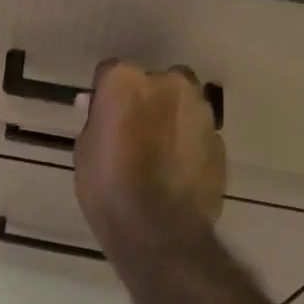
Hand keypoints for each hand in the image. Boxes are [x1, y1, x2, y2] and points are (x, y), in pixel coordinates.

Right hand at [74, 61, 225, 256]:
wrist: (159, 231)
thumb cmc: (108, 188)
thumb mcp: (84, 151)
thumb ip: (95, 121)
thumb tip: (97, 106)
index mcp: (126, 81)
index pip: (111, 72)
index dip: (106, 95)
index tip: (103, 116)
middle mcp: (168, 84)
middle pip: (155, 82)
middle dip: (147, 100)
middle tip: (134, 132)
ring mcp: (199, 111)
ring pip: (183, 103)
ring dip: (172, 118)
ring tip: (159, 152)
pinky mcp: (219, 140)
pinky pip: (199, 133)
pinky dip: (189, 143)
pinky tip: (178, 170)